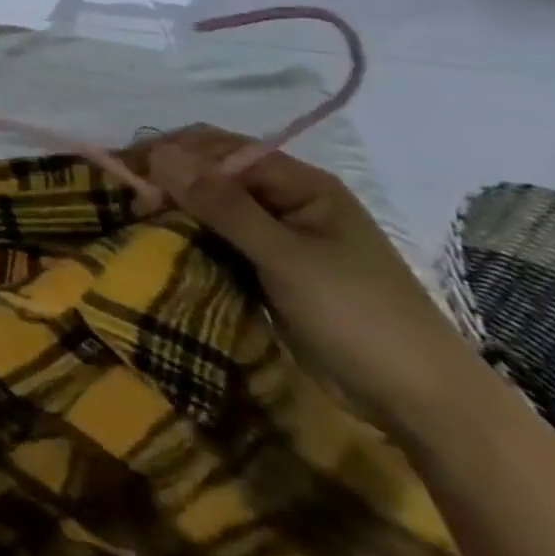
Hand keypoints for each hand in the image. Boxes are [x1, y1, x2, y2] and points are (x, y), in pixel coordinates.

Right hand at [130, 126, 480, 434]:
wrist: (427, 408)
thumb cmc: (360, 318)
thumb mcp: (286, 257)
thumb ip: (222, 204)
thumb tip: (159, 153)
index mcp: (300, 183)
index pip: (218, 147)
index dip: (170, 154)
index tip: (128, 176)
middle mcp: (286, 199)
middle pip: (212, 172)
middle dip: (167, 179)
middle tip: (127, 201)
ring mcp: (279, 235)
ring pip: (211, 205)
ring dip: (174, 208)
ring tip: (136, 220)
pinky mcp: (270, 268)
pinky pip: (219, 237)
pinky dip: (190, 235)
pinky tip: (164, 242)